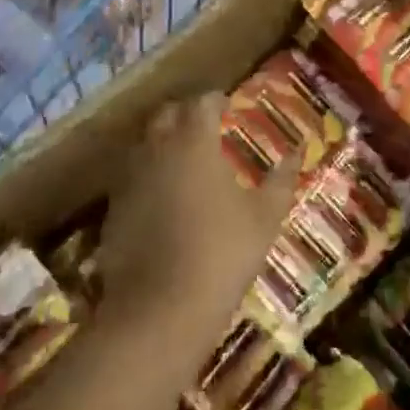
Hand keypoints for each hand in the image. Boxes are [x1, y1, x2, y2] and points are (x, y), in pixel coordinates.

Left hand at [100, 95, 296, 325]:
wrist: (160, 309)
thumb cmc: (222, 253)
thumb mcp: (265, 217)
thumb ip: (281, 180)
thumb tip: (297, 153)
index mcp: (194, 141)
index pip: (202, 103)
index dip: (216, 100)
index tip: (228, 106)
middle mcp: (156, 149)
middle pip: (166, 114)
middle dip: (185, 114)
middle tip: (205, 127)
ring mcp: (129, 179)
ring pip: (144, 144)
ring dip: (163, 142)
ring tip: (185, 159)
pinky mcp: (113, 209)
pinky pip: (131, 177)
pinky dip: (148, 175)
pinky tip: (163, 197)